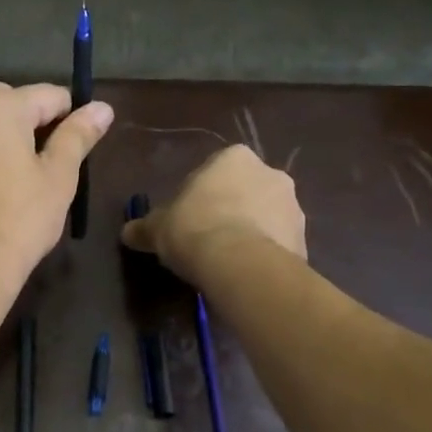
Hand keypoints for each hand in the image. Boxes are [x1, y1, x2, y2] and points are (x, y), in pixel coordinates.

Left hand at [0, 83, 114, 287]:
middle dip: (35, 128)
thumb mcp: (59, 176)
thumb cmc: (20, 219)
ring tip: (22, 184)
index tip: (80, 150)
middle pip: (12, 107)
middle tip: (52, 169)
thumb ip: (78, 135)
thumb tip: (102, 108)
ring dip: (6, 144)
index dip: (72, 119)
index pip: (49, 96)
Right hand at [121, 145, 305, 282]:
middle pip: (243, 191)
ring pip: (264, 217)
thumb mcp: (157, 228)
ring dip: (250, 232)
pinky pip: (277, 244)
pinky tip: (245, 273)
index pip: (212, 172)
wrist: (240, 265)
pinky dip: (263, 254)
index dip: (197, 197)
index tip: (186, 221)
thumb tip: (128, 232)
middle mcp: (270, 172)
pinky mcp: (304, 238)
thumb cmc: (194, 230)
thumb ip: (143, 228)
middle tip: (206, 240)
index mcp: (234, 157)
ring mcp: (293, 206)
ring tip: (226, 262)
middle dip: (228, 211)